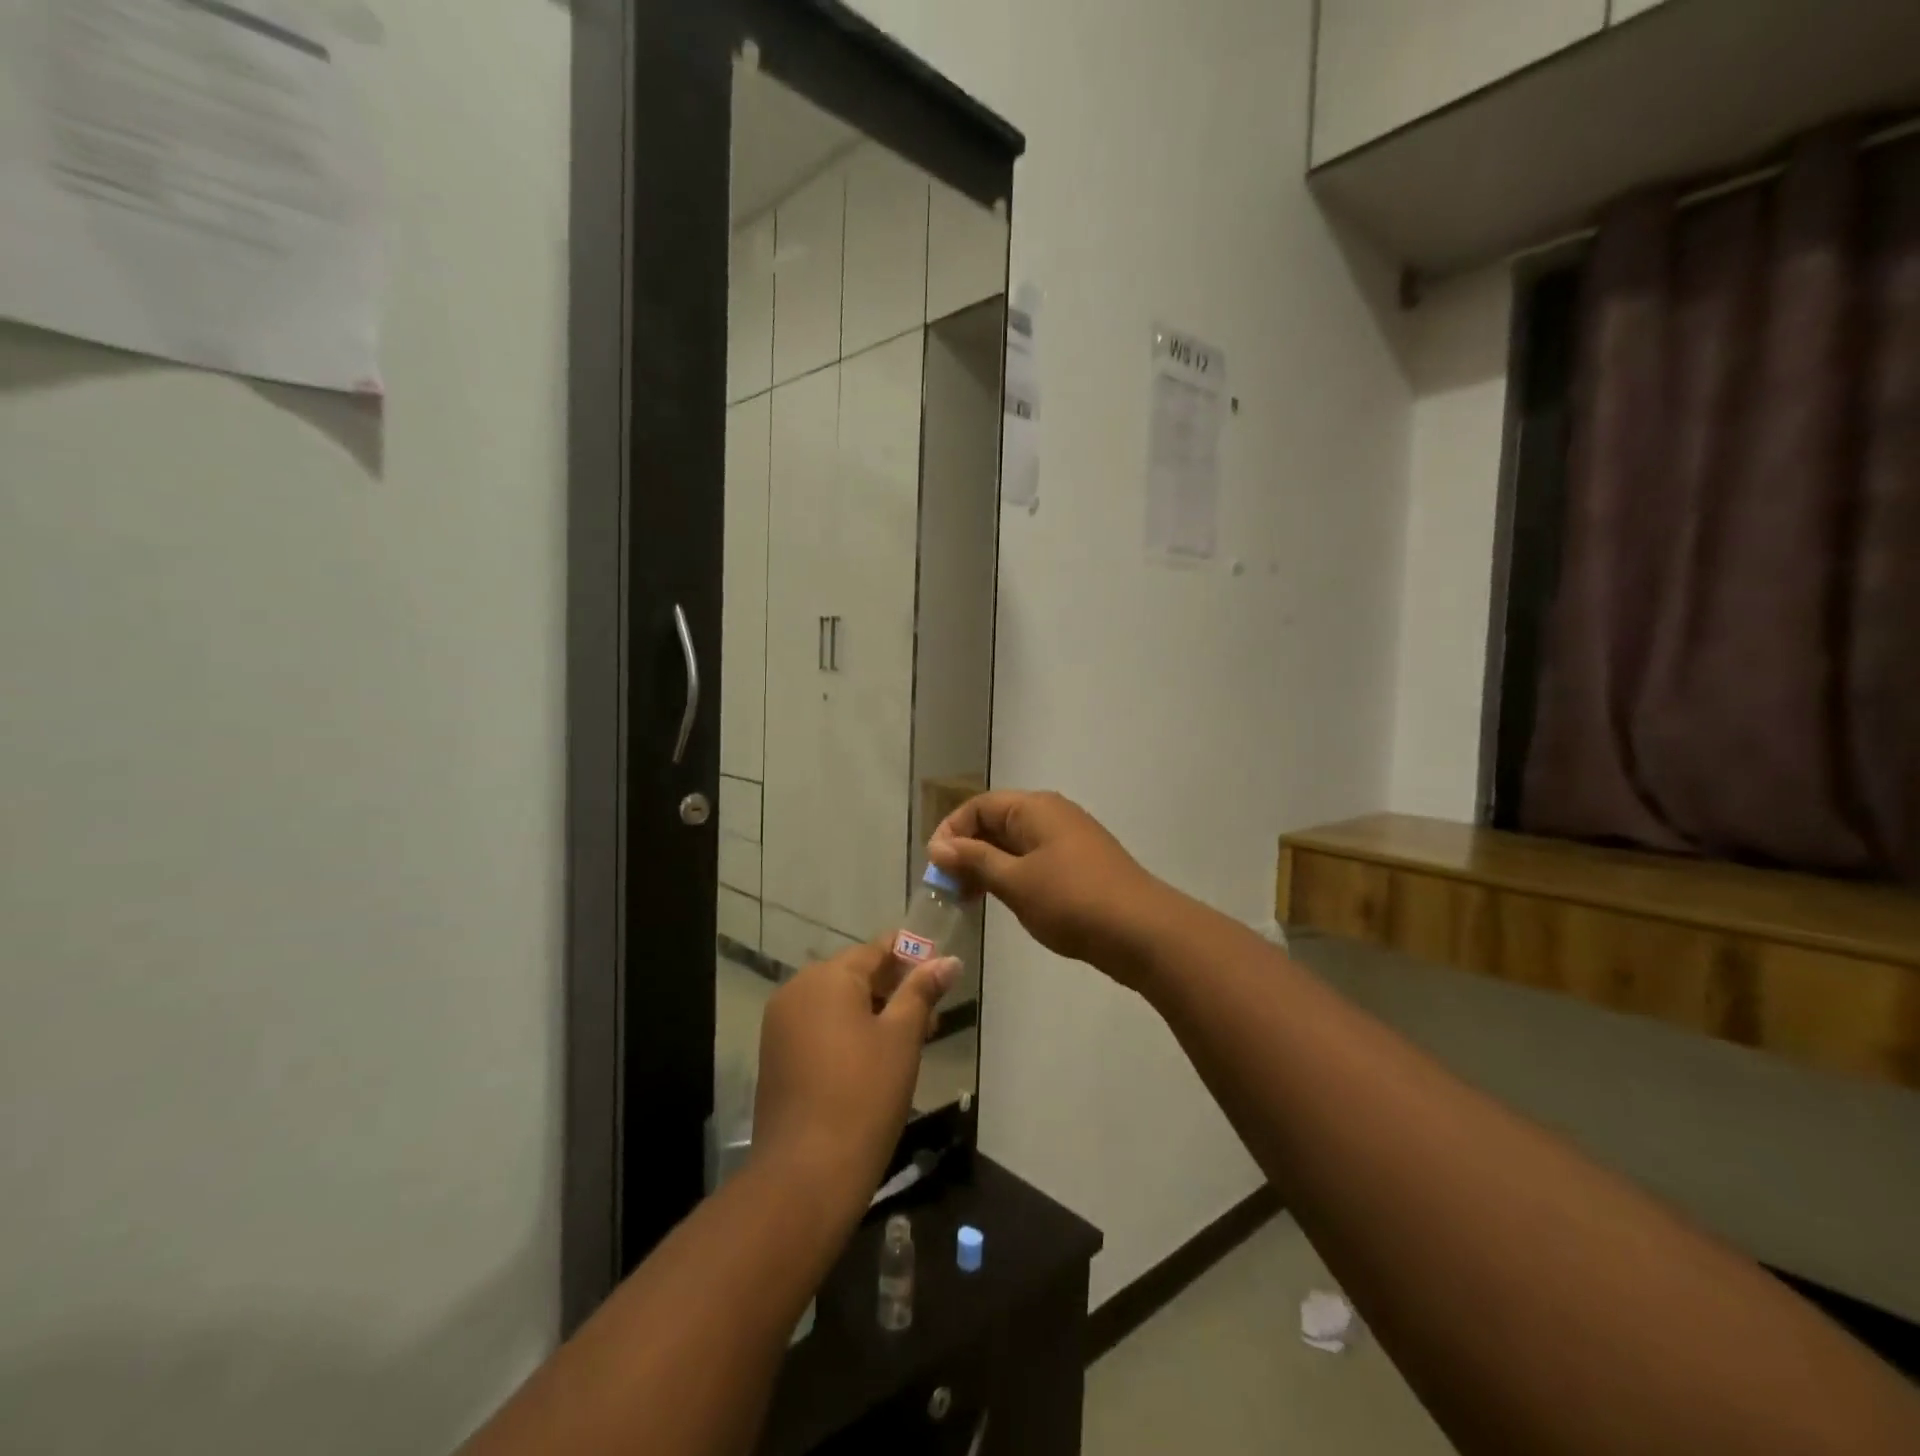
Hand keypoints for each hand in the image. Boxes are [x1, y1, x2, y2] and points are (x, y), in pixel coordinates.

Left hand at [752, 943, 959, 1222]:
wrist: (805, 1175)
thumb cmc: (863, 1095)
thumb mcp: (902, 1038)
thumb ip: (922, 992)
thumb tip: (948, 960)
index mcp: (827, 978)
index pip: (875, 950)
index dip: (910, 956)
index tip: (940, 971)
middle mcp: (797, 990)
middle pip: (854, 974)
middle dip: (894, 988)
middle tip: (933, 1014)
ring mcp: (781, 1024)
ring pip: (837, 1003)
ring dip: (873, 1012)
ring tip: (911, 1038)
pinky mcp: (776, 1056)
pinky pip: (819, 1027)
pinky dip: (848, 1032)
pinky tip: (875, 1058)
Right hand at [928, 790, 1168, 975]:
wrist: (1142, 932)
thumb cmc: (1071, 901)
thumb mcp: (1014, 881)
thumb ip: (975, 860)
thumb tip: (940, 846)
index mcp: (1034, 808)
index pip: (979, 806)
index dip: (951, 831)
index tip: (935, 867)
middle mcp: (1051, 815)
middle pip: (996, 822)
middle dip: (968, 851)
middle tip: (948, 888)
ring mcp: (1069, 840)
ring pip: (1015, 844)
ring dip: (988, 866)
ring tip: (970, 900)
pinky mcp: (1079, 865)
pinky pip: (1034, 861)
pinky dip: (1012, 876)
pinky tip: (1004, 902)